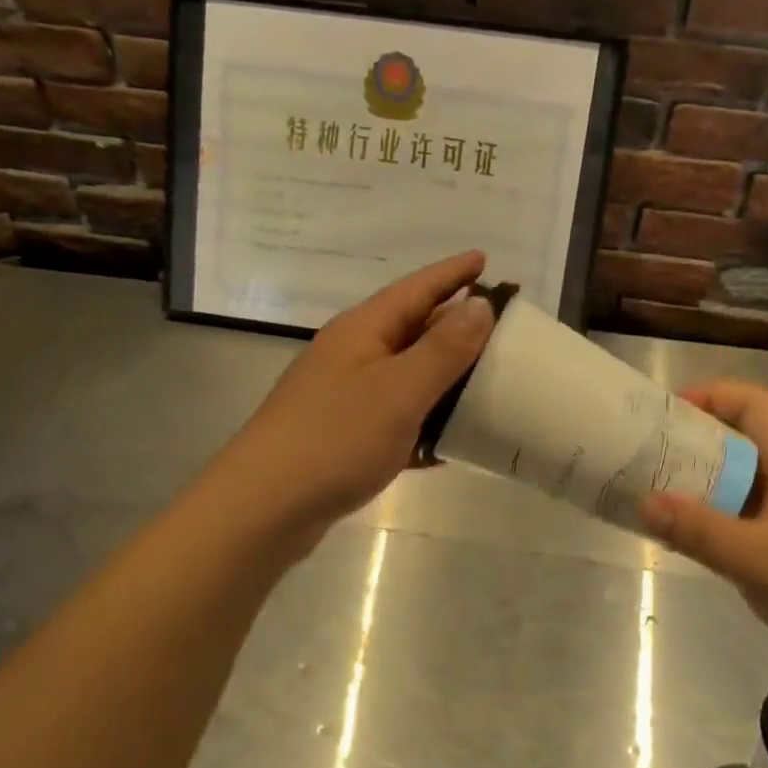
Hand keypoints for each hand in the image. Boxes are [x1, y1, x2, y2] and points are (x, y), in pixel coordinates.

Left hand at [218, 252, 494, 539]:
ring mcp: (345, 397)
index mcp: (363, 331)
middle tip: (502, 326)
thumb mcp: (400, 390)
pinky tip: (451, 442)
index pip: (416, 289)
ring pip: (406, 376)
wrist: (264, 508)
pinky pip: (396, 419)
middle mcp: (352, 355)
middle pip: (412, 329)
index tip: (486, 259)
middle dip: (455, 325)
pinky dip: (424, 423)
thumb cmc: (335, 438)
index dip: (452, 273)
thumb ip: (443, 349)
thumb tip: (480, 306)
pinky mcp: (344, 437)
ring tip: (488, 381)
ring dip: (444, 378)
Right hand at [637, 379, 767, 666]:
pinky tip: (685, 535)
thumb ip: (698, 530)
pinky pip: (743, 514)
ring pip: (740, 478)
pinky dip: (713, 516)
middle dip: (693, 440)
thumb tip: (642, 501)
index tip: (667, 413)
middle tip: (647, 455)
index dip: (711, 395)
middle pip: (741, 437)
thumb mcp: (757, 559)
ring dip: (700, 480)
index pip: (754, 402)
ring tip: (653, 491)